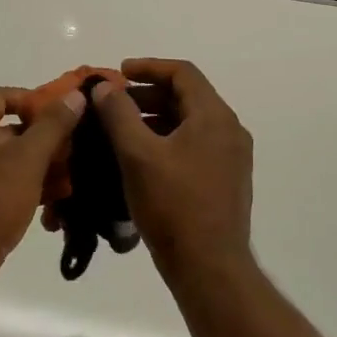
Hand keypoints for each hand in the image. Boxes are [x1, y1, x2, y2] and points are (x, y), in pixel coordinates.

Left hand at [0, 85, 86, 271]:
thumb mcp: (29, 157)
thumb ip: (53, 125)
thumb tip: (74, 96)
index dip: (28, 98)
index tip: (56, 115)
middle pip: (6, 127)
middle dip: (41, 136)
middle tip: (69, 147)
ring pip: (8, 158)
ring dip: (38, 163)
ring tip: (67, 176)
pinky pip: (2, 181)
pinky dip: (25, 184)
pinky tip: (51, 201)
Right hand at [91, 59, 254, 282]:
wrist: (210, 268)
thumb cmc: (173, 205)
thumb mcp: (137, 155)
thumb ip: (118, 114)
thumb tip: (105, 87)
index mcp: (214, 117)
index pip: (182, 73)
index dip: (148, 67)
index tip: (117, 73)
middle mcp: (229, 131)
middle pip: (186, 96)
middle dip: (147, 95)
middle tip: (112, 104)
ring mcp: (231, 158)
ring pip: (189, 123)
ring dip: (155, 119)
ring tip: (120, 131)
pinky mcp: (226, 180)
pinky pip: (194, 145)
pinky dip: (166, 141)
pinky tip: (140, 159)